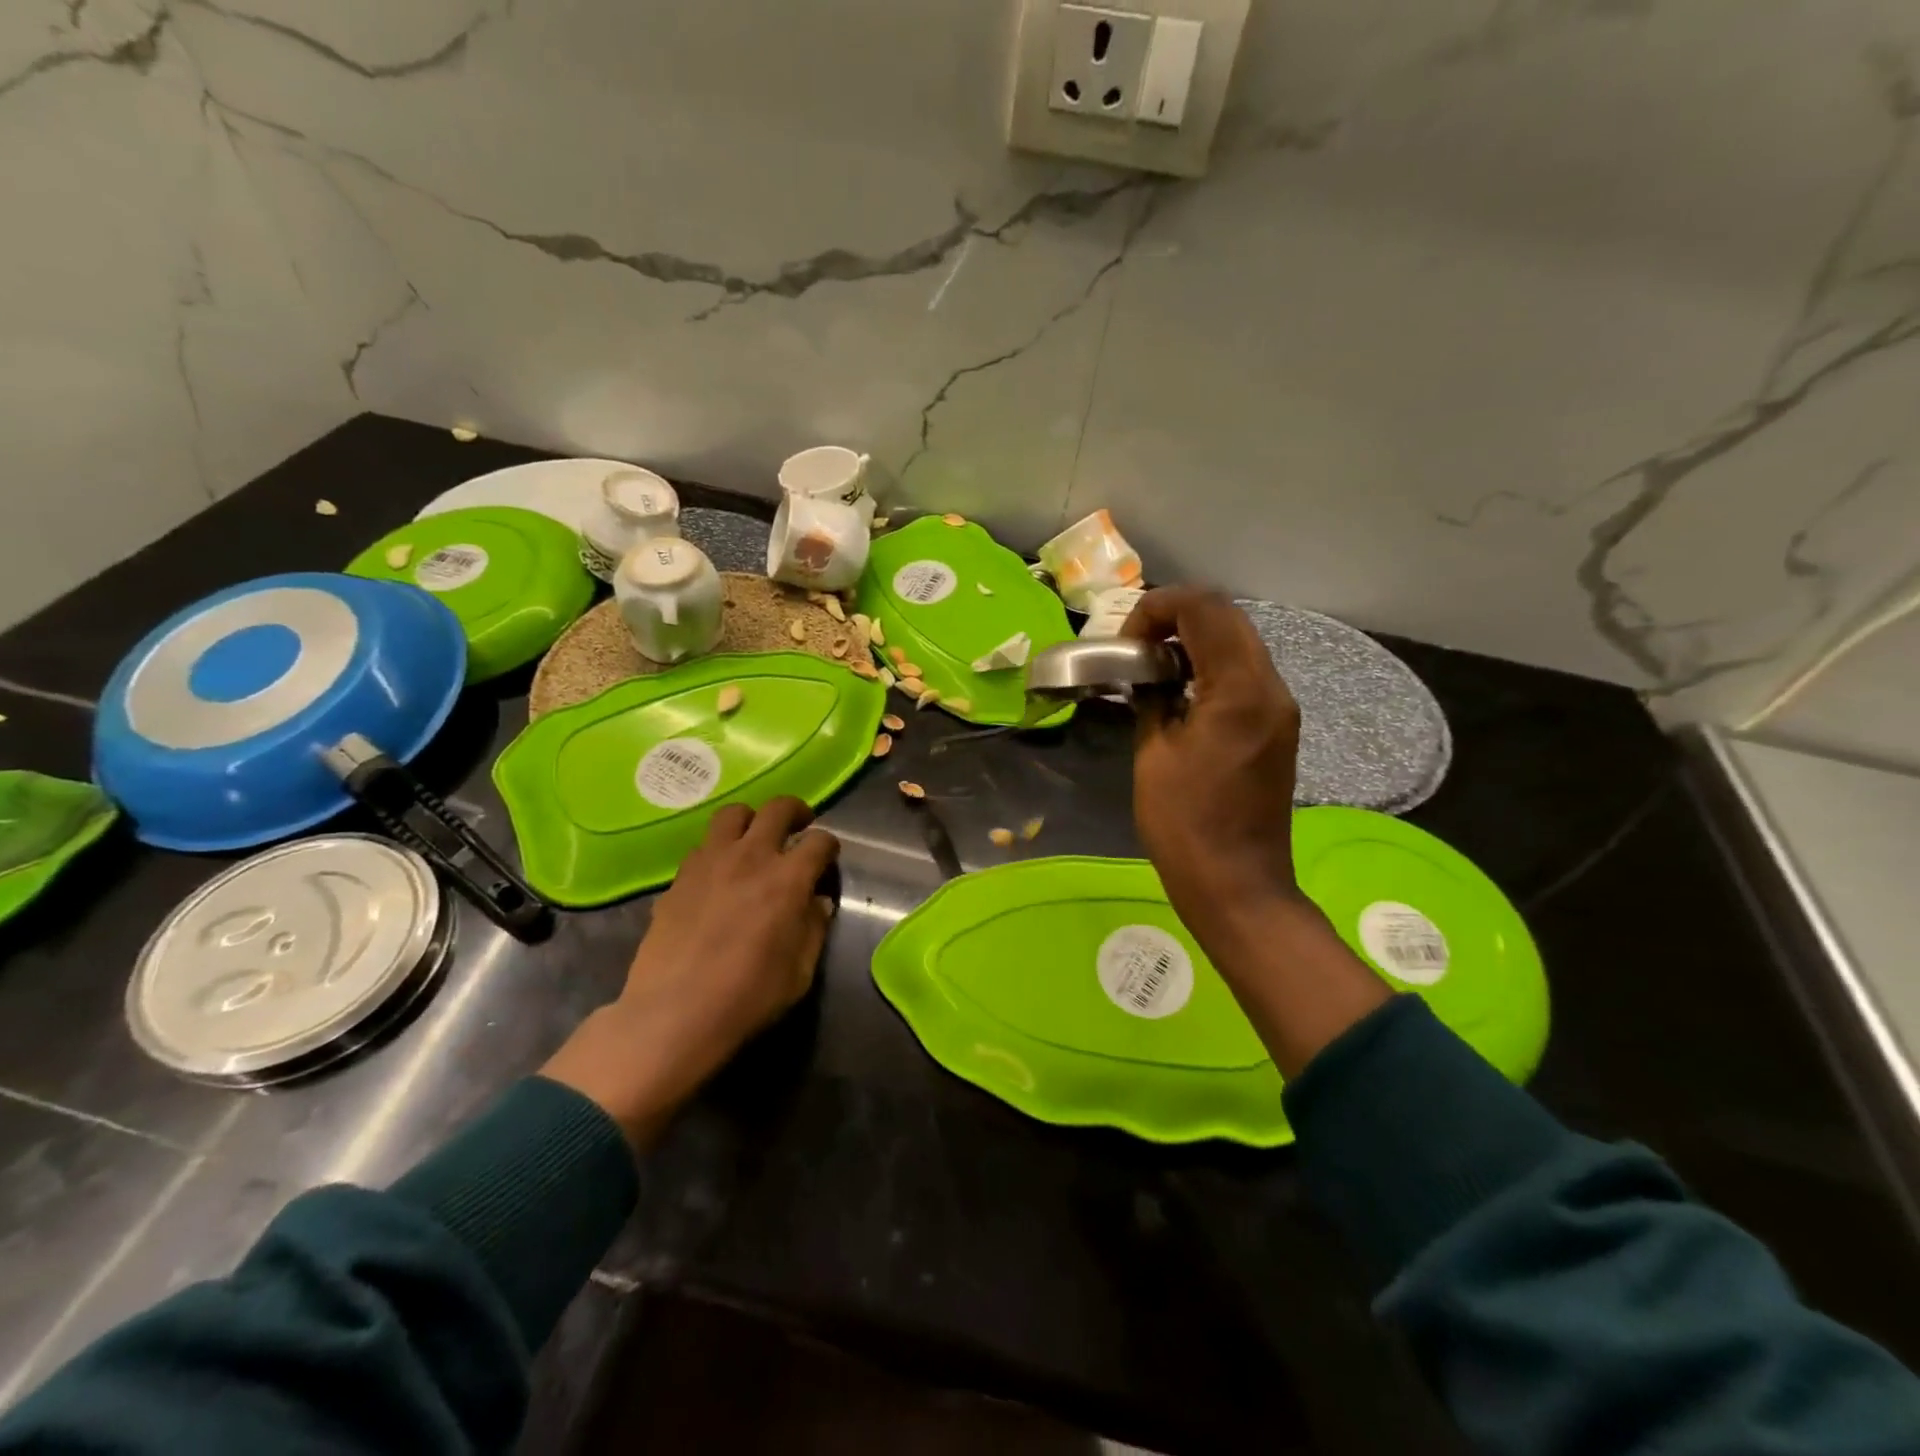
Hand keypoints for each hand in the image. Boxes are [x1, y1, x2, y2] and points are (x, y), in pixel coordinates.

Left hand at [542, 797, 838, 1144]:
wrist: (674, 1013)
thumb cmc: (748, 996)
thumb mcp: (799, 971)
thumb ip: (813, 928)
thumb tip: (817, 903)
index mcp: (788, 878)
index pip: (819, 841)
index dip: (829, 846)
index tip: (827, 858)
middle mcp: (751, 857)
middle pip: (778, 809)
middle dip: (795, 811)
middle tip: (799, 826)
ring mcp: (710, 861)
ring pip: (733, 814)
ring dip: (751, 820)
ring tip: (754, 839)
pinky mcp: (680, 876)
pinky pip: (704, 844)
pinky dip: (720, 848)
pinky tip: (720, 873)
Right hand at [1123, 588, 1305, 932]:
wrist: (1237, 884)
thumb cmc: (1185, 824)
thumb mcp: (1152, 755)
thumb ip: (1151, 699)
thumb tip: (1146, 676)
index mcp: (1238, 690)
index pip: (1204, 609)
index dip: (1157, 608)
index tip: (1126, 641)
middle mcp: (1271, 687)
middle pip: (1227, 617)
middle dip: (1177, 617)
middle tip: (1136, 646)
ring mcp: (1280, 707)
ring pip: (1239, 642)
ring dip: (1195, 640)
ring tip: (1152, 666)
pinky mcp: (1277, 727)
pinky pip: (1245, 673)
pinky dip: (1211, 666)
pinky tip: (1179, 691)